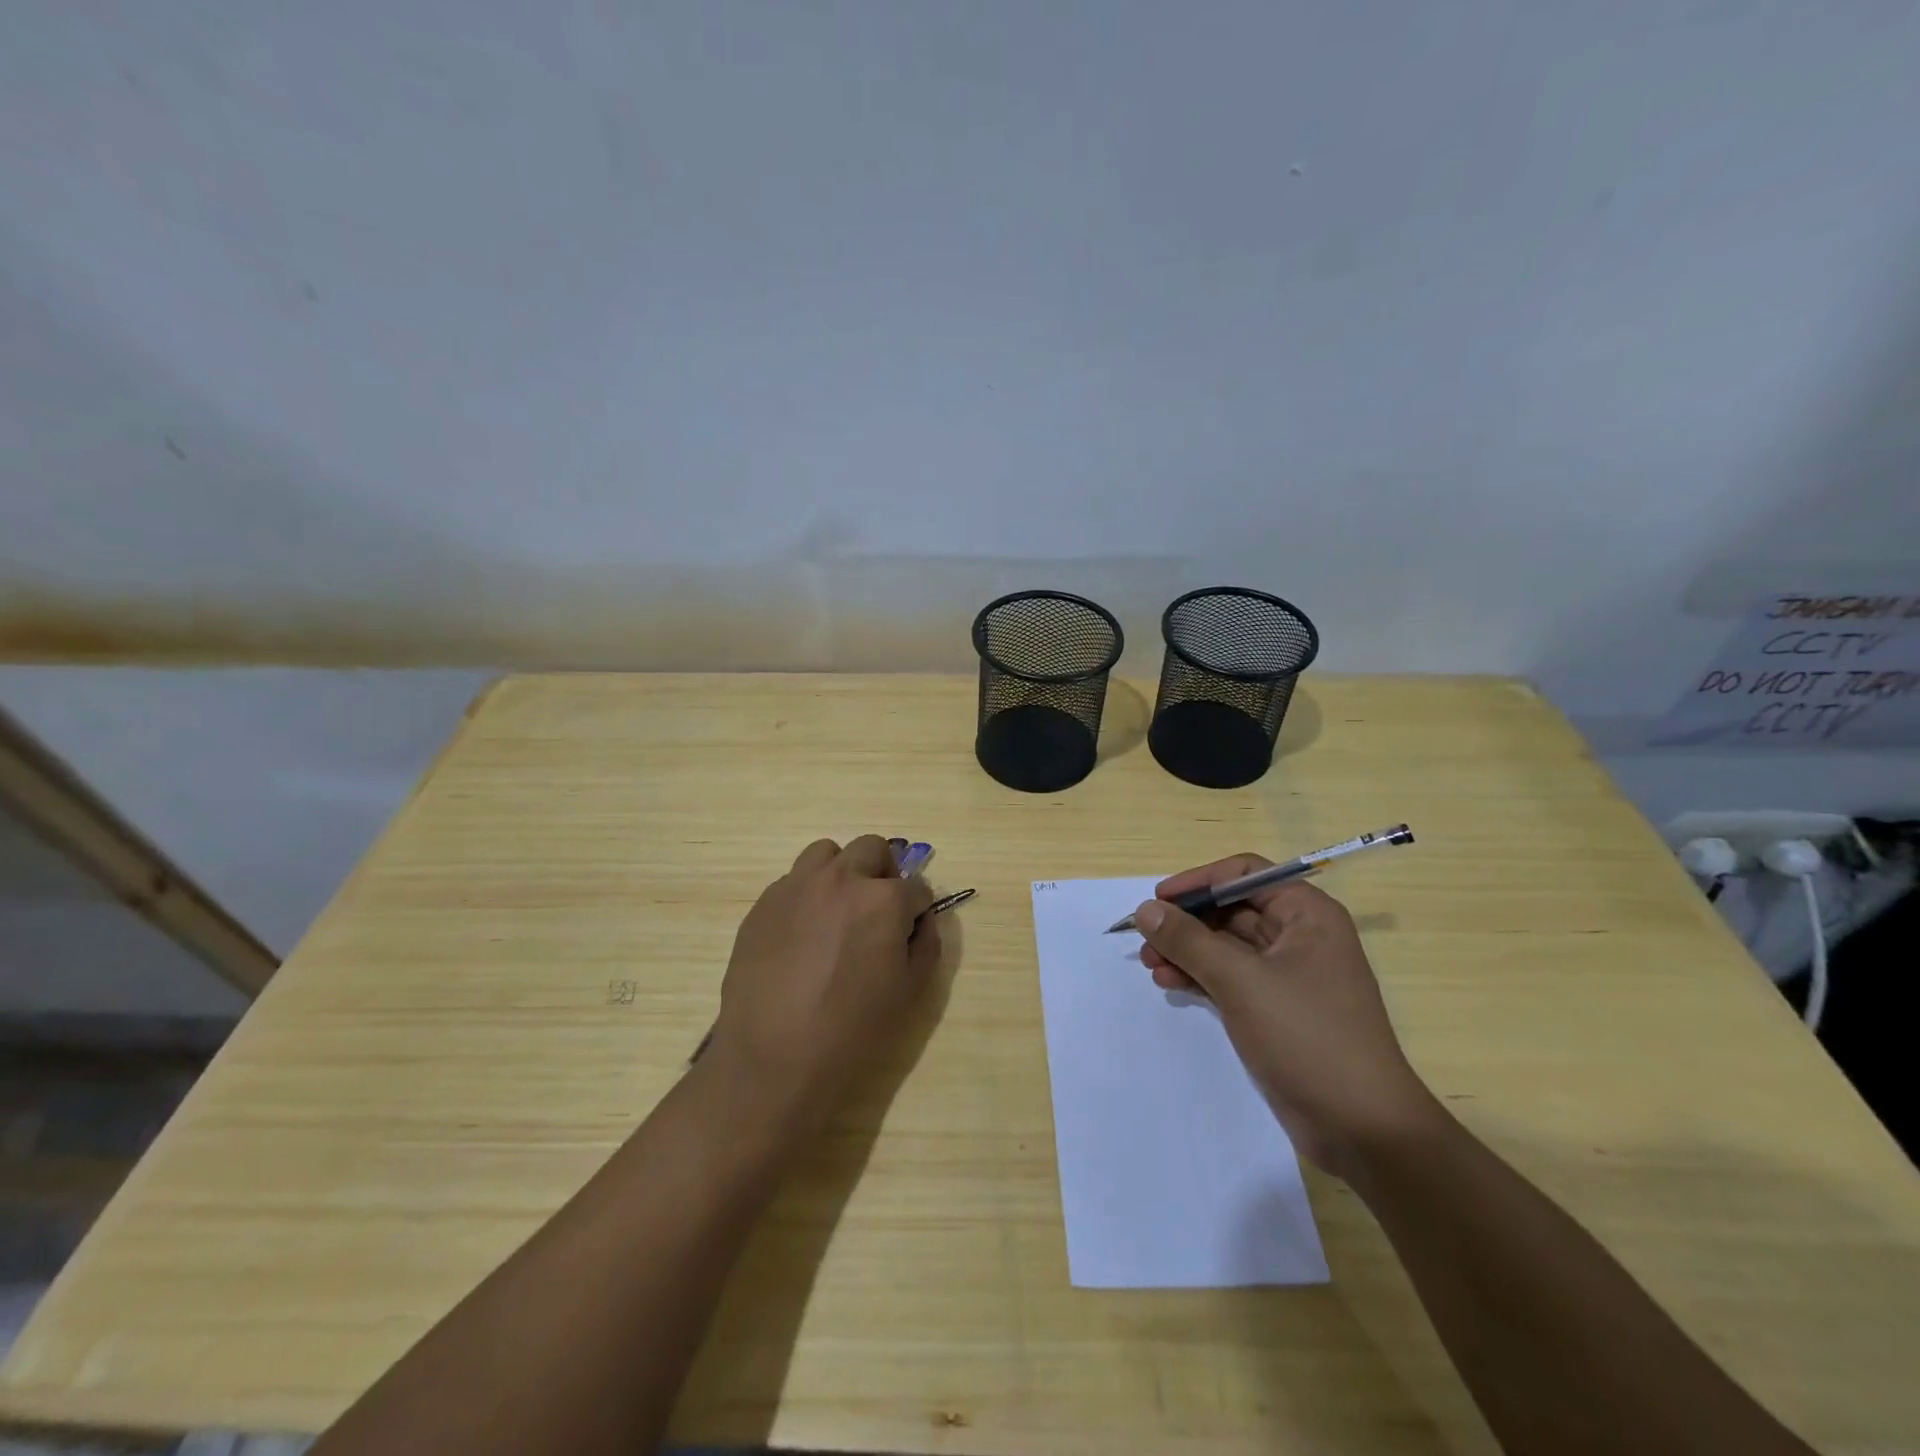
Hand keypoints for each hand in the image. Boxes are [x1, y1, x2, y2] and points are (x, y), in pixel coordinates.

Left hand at [706, 836, 937, 1126]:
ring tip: (836, 912)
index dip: (917, 909)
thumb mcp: (911, 991)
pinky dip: (806, 896)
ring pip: (827, 853)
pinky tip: (801, 935)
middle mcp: (842, 879)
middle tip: (877, 910)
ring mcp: (797, 886)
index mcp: (884, 900)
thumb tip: (920, 918)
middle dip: (883, 873)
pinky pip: (793, 881)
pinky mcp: (764, 902)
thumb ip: (926, 942)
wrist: (773, 1055)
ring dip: (841, 873)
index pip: (916, 886)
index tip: (909, 930)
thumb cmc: (852, 1028)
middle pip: (872, 848)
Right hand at [1135, 858, 1436, 1174]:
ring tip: (1149, 966)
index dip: (1200, 881)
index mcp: (1307, 915)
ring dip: (1186, 951)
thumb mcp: (1241, 981)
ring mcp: (1288, 975)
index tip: (1159, 899)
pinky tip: (1169, 985)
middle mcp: (1300, 936)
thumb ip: (1189, 940)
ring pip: (1226, 946)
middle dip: (1186, 922)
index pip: (1245, 874)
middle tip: (1145, 940)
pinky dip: (1199, 977)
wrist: (1361, 1128)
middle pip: (1231, 910)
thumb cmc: (1307, 1037)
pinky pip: (1229, 977)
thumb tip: (1145, 909)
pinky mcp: (1276, 1009)